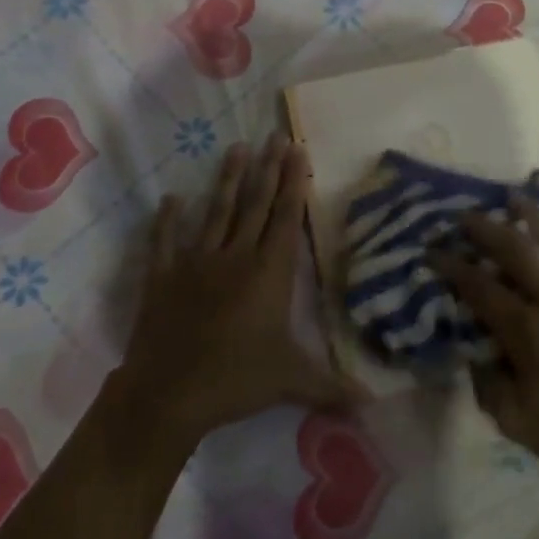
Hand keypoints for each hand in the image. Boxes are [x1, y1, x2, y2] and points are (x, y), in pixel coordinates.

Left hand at [118, 134, 357, 445]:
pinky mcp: (163, 277)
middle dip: (267, 169)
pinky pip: (166, 241)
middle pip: (254, 204)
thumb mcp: (291, 382)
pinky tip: (171, 198)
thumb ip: (333, 386)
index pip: (285, 218)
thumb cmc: (235, 380)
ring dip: (226, 180)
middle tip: (273, 136)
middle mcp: (234, 257)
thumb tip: (375, 403)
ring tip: (236, 148)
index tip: (296, 150)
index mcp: (268, 273)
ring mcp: (195, 263)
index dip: (293, 183)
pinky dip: (167, 220)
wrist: (168, 394)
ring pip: (216, 212)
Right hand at [428, 198, 538, 501]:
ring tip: (518, 200)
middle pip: (517, 251)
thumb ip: (488, 384)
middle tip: (468, 215)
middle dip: (486, 229)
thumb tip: (475, 351)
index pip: (481, 289)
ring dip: (535, 217)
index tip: (434, 251)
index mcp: (530, 333)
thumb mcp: (519, 426)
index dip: (453, 267)